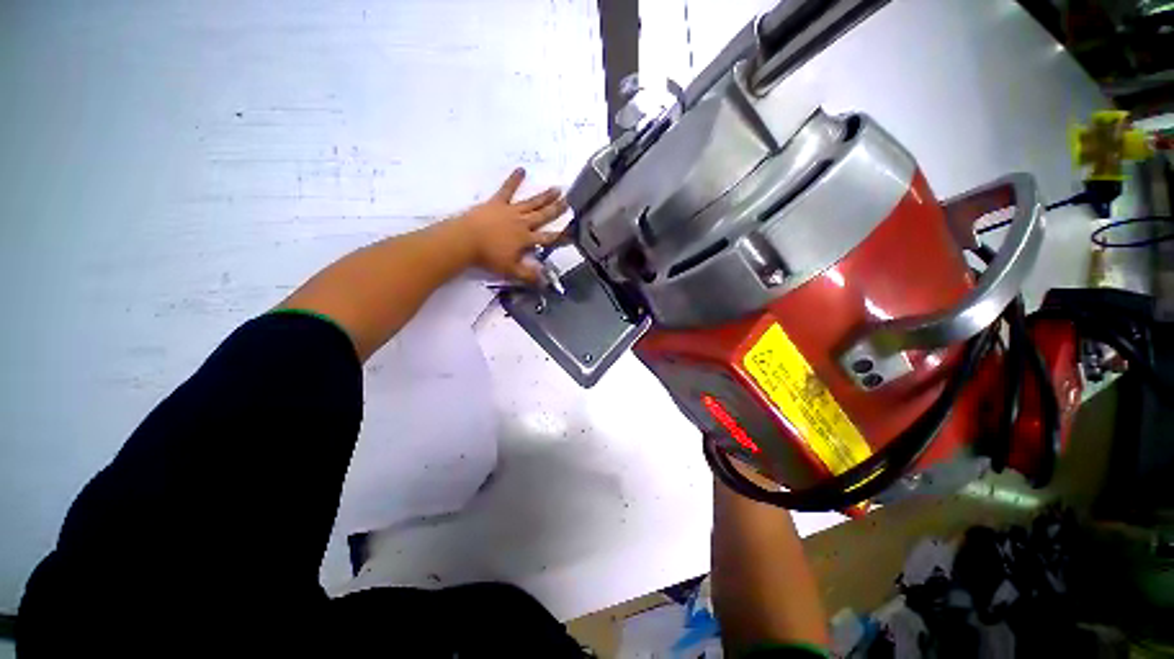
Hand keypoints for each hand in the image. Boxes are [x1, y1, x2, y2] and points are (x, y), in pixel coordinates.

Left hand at [453, 168, 567, 282]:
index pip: (548, 238)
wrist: (466, 240)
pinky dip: (514, 179)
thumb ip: (529, 274)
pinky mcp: (497, 202)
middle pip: (543, 216)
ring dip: (544, 196)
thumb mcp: (510, 270)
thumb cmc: (488, 256)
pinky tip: (521, 169)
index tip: (572, 233)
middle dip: (556, 210)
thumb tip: (545, 282)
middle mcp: (522, 223)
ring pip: (531, 203)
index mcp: (526, 239)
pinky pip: (507, 189)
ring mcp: (510, 210)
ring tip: (556, 188)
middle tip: (568, 202)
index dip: (561, 236)